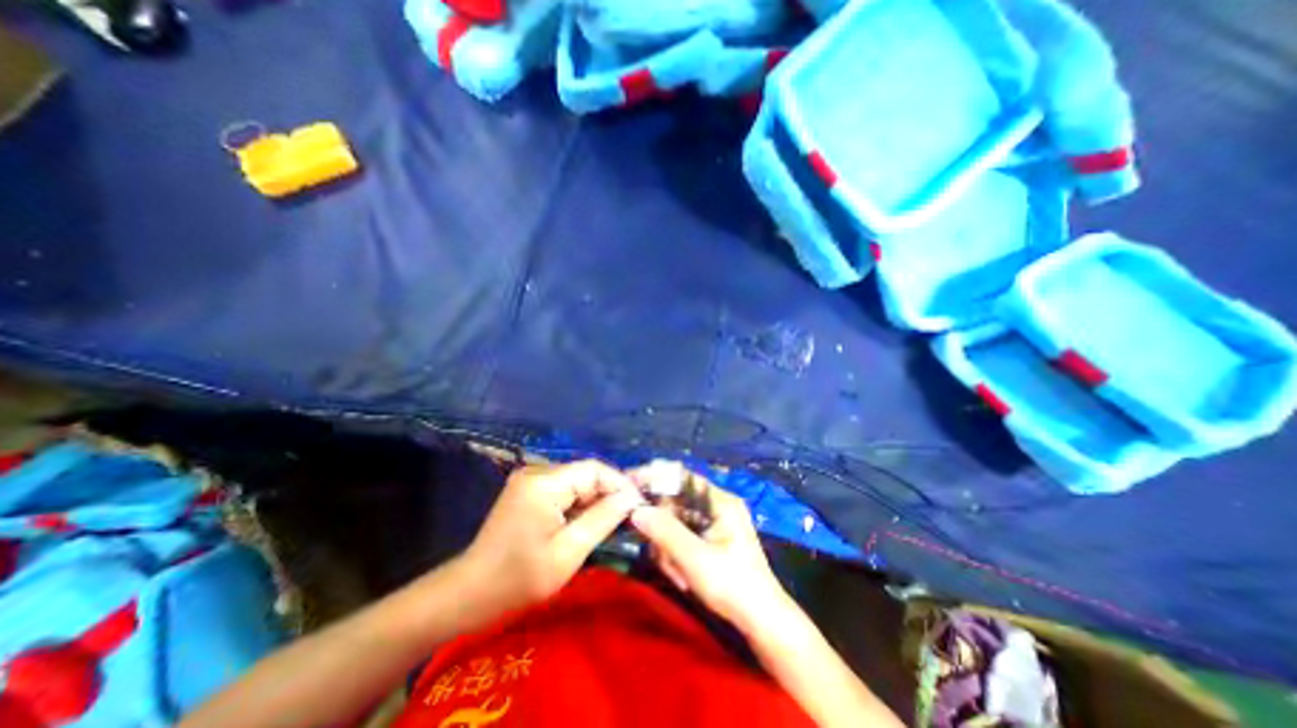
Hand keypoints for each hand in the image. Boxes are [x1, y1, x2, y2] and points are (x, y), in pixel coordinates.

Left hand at [467, 464, 648, 611]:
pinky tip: (589, 522)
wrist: (469, 594)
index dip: (620, 483)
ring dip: (596, 499)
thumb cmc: (518, 579)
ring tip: (614, 521)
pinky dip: (580, 504)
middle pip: (586, 473)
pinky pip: (564, 490)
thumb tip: (632, 497)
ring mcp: (531, 480)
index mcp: (544, 482)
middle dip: (609, 493)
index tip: (639, 504)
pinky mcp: (529, 491)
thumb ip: (602, 519)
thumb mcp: (568, 553)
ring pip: (577, 482)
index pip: (594, 469)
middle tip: (630, 516)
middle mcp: (538, 472)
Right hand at [633, 477, 789, 629]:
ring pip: (674, 519)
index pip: (681, 475)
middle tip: (656, 553)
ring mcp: (713, 520)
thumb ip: (665, 532)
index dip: (653, 476)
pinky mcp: (709, 535)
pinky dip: (674, 552)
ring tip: (675, 573)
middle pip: (674, 500)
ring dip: (667, 545)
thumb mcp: (696, 560)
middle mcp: (716, 504)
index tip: (628, 483)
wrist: (763, 620)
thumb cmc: (734, 586)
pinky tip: (679, 574)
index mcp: (720, 500)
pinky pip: (681, 533)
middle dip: (661, 526)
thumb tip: (635, 510)